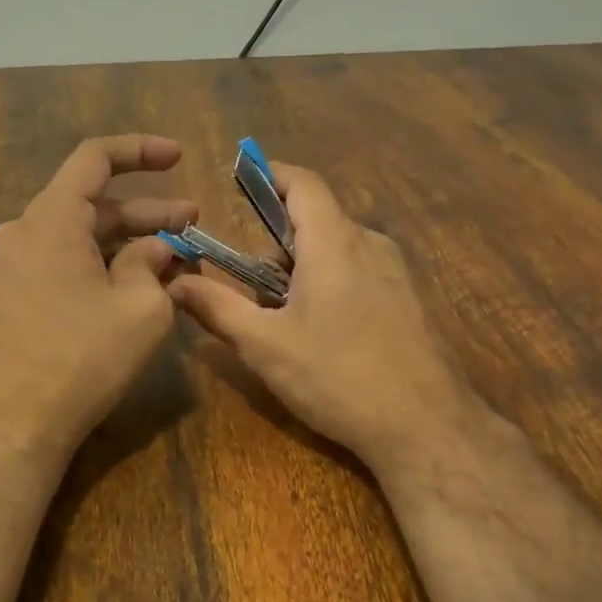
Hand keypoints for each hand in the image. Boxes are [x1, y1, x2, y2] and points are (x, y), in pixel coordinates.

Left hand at [0, 135, 197, 462]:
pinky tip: (134, 283)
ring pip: (78, 237)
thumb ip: (152, 263)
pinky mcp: (11, 297)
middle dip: (146, 210)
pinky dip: (100, 263)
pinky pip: (61, 263)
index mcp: (51, 220)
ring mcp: (11, 267)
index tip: (179, 157)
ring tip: (175, 255)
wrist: (16, 423)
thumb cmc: (83, 358)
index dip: (140, 150)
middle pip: (91, 204)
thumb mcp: (140, 307)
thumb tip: (156, 248)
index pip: (94, 158)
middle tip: (193, 221)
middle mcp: (23, 232)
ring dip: (126, 241)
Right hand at [170, 163, 477, 472]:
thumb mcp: (265, 345)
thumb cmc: (338, 377)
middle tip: (247, 281)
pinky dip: (329, 283)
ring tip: (278, 314)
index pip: (303, 183)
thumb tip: (175, 283)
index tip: (240, 178)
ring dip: (302, 267)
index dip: (271, 174)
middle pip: (317, 220)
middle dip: (276, 241)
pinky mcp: (408, 301)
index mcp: (335, 242)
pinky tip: (319, 333)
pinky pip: (360, 273)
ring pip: (338, 250)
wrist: (427, 427)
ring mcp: (396, 273)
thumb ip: (217, 308)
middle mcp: (370, 245)